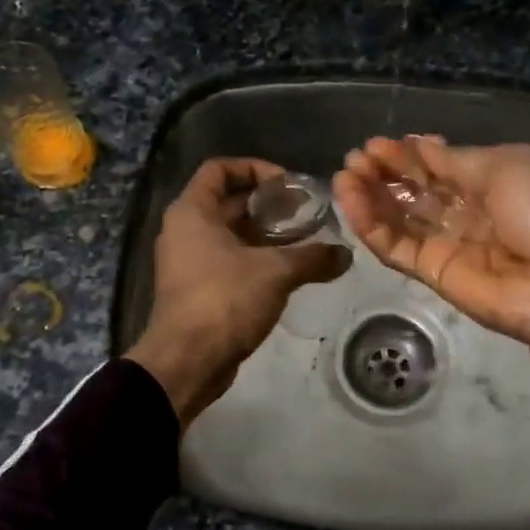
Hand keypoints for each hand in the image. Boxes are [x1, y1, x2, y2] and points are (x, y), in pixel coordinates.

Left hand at [125, 157, 349, 426]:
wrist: (186, 362)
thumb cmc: (224, 300)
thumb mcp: (276, 272)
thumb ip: (313, 257)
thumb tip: (345, 254)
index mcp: (192, 211)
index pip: (219, 169)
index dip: (254, 168)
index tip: (287, 185)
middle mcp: (184, 230)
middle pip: (228, 202)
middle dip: (267, 206)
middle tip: (305, 214)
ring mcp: (187, 261)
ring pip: (230, 234)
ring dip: (265, 235)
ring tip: (304, 242)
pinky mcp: (196, 289)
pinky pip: (227, 261)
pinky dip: (255, 260)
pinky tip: (288, 272)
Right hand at [333, 137, 529, 415]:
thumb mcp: (503, 166)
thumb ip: (453, 160)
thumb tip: (417, 144)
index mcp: (484, 181)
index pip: (433, 165)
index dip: (403, 155)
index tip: (374, 145)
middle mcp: (460, 210)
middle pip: (411, 190)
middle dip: (381, 173)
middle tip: (353, 161)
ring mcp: (444, 242)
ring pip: (397, 217)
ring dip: (368, 197)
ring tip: (343, 178)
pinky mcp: (430, 272)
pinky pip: (394, 246)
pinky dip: (371, 227)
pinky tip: (352, 205)